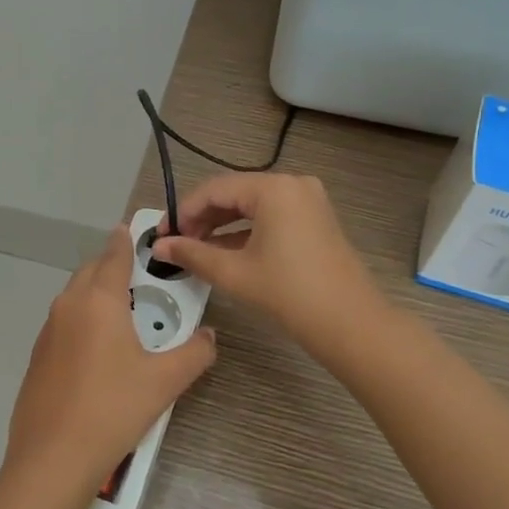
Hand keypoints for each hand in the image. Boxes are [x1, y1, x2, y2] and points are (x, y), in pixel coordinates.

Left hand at [4, 226, 215, 505]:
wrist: (53, 456)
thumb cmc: (113, 409)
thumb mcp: (165, 382)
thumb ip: (194, 353)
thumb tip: (208, 337)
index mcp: (99, 301)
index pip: (114, 255)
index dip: (126, 239)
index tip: (134, 227)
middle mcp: (69, 306)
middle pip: (91, 271)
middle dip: (113, 266)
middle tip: (141, 278)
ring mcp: (48, 330)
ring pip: (75, 296)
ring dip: (97, 294)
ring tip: (124, 315)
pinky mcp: (38, 355)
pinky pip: (64, 322)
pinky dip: (82, 320)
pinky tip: (98, 350)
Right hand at [152, 173, 379, 348]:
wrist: (350, 323)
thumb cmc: (288, 293)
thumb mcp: (234, 272)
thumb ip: (192, 254)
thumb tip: (158, 247)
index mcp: (273, 188)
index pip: (214, 189)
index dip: (183, 211)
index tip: (162, 236)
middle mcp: (292, 184)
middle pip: (233, 194)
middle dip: (202, 219)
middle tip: (176, 245)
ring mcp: (308, 201)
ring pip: (251, 206)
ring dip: (221, 226)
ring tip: (195, 251)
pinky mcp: (315, 219)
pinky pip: (270, 217)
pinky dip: (245, 232)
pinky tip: (223, 253)